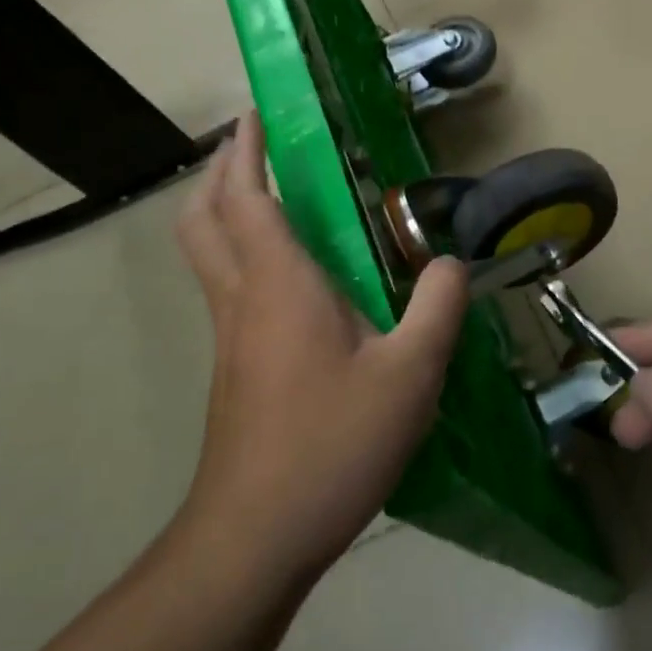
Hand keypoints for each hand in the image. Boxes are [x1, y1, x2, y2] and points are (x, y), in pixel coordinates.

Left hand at [174, 114, 468, 587]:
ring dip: (224, 212)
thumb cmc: (331, 444)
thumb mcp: (410, 374)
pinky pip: (227, 289)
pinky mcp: (234, 369)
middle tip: (252, 148)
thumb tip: (450, 264)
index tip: (255, 113)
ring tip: (269, 196)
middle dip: (220, 173)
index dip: (246, 150)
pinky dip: (241, 254)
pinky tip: (291, 277)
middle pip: (202, 219)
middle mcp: (243, 299)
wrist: (254, 537)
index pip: (247, 198)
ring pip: (207, 254)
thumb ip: (436, 308)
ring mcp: (230, 337)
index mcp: (279, 285)